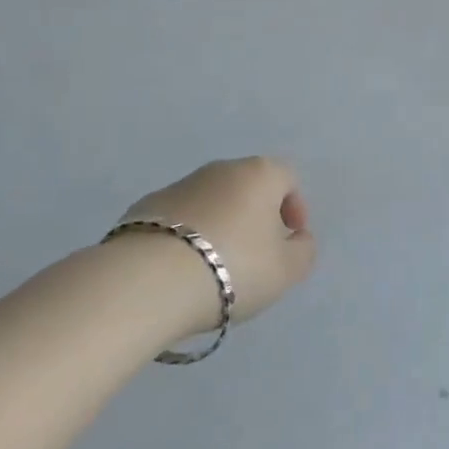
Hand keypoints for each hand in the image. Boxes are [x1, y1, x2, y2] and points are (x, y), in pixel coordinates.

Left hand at [121, 158, 316, 332]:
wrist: (149, 280)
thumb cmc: (232, 267)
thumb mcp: (285, 270)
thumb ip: (303, 251)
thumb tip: (299, 239)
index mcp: (260, 173)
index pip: (288, 178)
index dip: (295, 209)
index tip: (289, 242)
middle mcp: (222, 168)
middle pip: (249, 187)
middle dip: (256, 217)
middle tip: (254, 257)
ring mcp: (181, 184)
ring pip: (212, 201)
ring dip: (220, 225)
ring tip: (213, 269)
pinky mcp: (145, 206)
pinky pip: (179, 218)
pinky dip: (186, 237)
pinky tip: (180, 270)